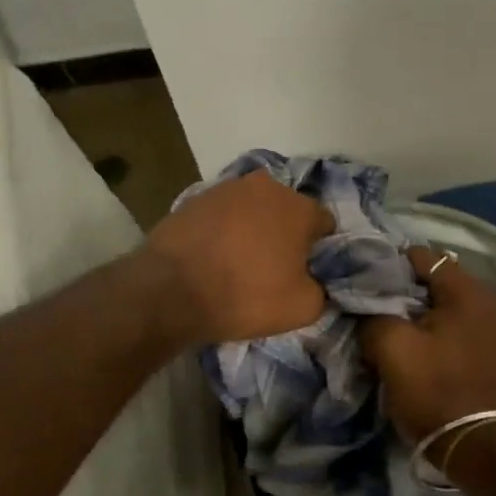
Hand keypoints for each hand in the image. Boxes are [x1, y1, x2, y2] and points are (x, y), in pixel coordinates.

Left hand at [144, 171, 333, 344]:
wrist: (171, 289)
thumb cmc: (246, 295)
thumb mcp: (302, 308)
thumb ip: (321, 290)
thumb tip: (314, 282)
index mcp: (299, 207)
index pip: (324, 224)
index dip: (318, 250)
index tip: (304, 272)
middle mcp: (266, 187)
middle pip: (286, 211)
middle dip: (284, 234)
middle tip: (272, 269)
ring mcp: (227, 188)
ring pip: (252, 210)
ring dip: (252, 229)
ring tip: (236, 264)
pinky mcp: (195, 198)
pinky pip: (221, 215)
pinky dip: (222, 231)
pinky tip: (211, 257)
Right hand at [362, 247, 495, 447]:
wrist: (479, 449)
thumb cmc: (435, 390)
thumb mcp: (392, 347)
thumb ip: (373, 316)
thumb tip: (366, 310)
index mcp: (468, 292)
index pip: (421, 256)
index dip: (388, 265)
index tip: (364, 282)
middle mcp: (489, 302)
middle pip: (435, 281)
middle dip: (402, 292)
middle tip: (373, 307)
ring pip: (445, 307)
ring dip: (418, 315)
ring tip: (391, 329)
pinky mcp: (494, 353)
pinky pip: (457, 328)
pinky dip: (436, 332)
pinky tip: (417, 349)